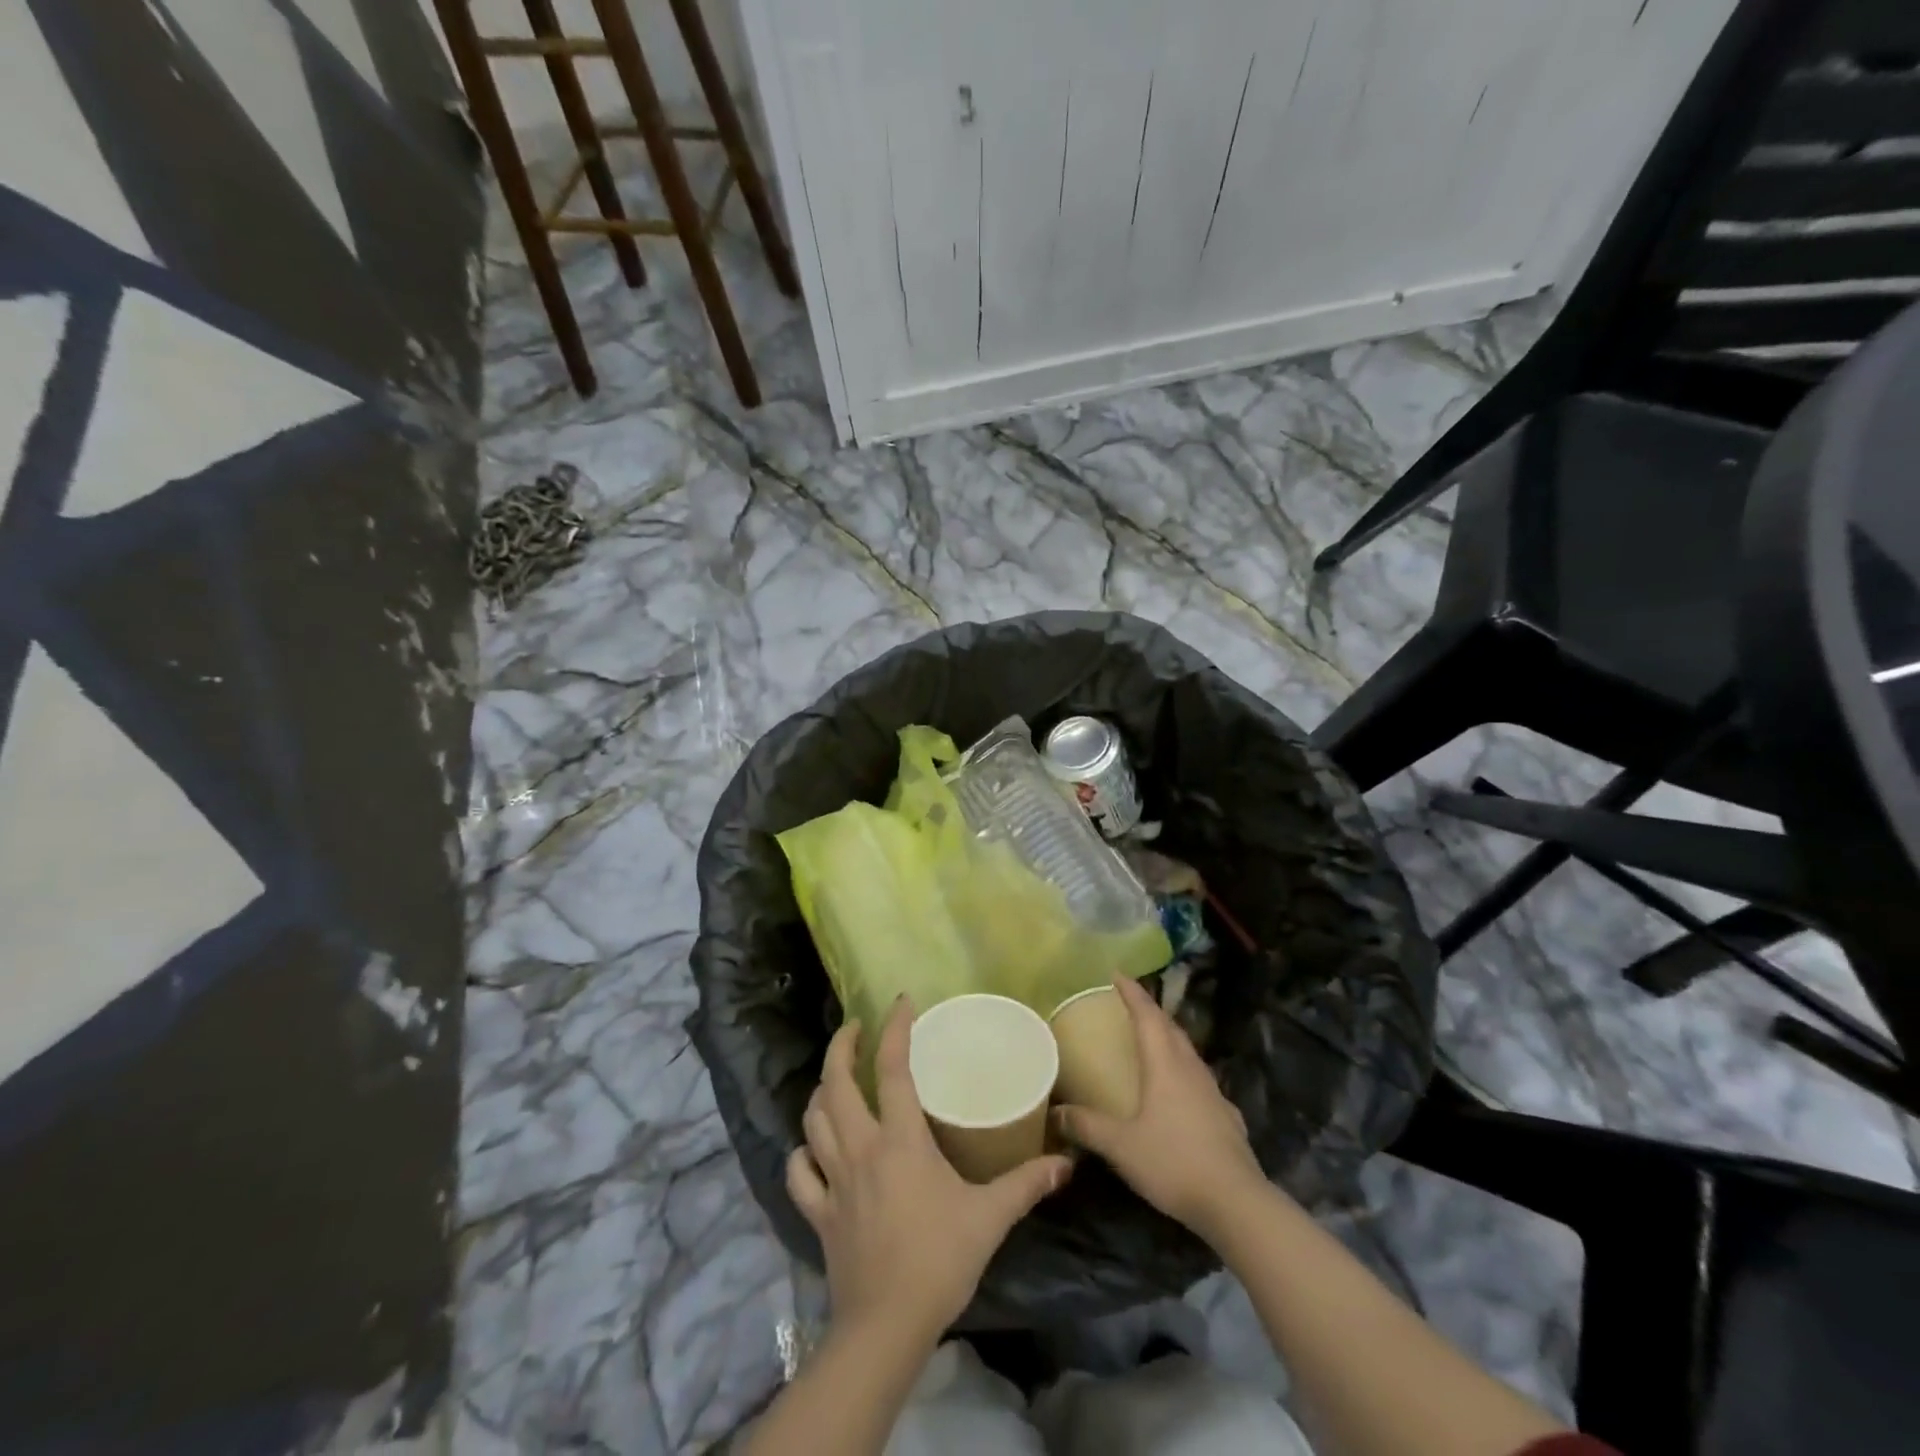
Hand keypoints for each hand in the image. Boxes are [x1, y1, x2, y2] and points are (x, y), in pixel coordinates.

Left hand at [787, 998, 1072, 1342]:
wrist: (886, 1328)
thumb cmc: (939, 1261)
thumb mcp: (990, 1218)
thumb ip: (1026, 1184)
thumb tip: (1066, 1163)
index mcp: (900, 1141)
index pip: (892, 1069)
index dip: (894, 1029)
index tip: (901, 1002)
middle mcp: (860, 1148)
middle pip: (835, 1083)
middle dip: (841, 1047)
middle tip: (855, 1029)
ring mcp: (833, 1180)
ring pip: (813, 1120)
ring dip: (822, 1092)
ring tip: (837, 1080)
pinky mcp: (818, 1213)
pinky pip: (798, 1173)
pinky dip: (802, 1153)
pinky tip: (812, 1149)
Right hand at [1053, 976, 1265, 1237]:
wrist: (1237, 1203)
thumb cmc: (1174, 1163)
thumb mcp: (1121, 1146)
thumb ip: (1087, 1125)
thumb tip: (1054, 1112)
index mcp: (1165, 1065)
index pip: (1148, 1015)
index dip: (1132, 992)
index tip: (1117, 974)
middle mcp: (1191, 1069)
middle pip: (1171, 1028)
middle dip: (1151, 1011)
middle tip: (1130, 1004)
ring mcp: (1213, 1092)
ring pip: (1188, 1052)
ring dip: (1169, 1038)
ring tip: (1152, 1040)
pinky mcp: (1226, 1117)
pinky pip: (1200, 1080)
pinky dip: (1184, 1071)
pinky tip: (1181, 1091)